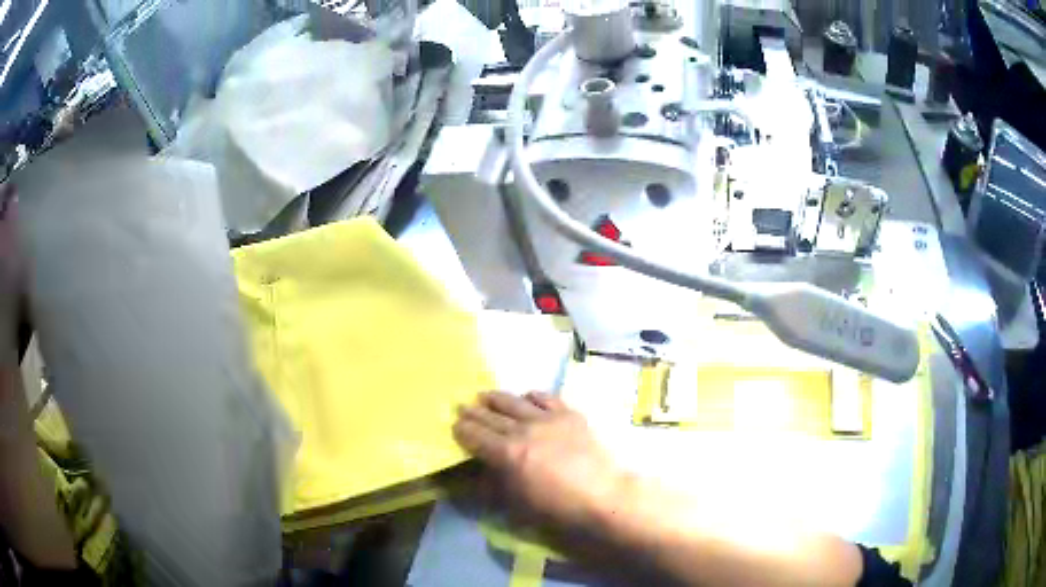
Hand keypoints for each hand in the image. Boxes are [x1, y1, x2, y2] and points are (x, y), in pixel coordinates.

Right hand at [454, 392, 625, 537]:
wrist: (602, 495)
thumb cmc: (557, 507)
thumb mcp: (518, 503)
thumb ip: (497, 483)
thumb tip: (483, 471)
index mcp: (507, 453)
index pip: (477, 437)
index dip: (463, 430)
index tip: (454, 424)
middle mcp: (523, 430)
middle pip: (492, 417)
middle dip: (474, 412)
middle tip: (461, 405)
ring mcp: (547, 419)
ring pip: (515, 402)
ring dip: (497, 398)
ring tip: (486, 395)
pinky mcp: (569, 415)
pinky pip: (546, 398)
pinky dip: (532, 396)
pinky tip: (527, 396)